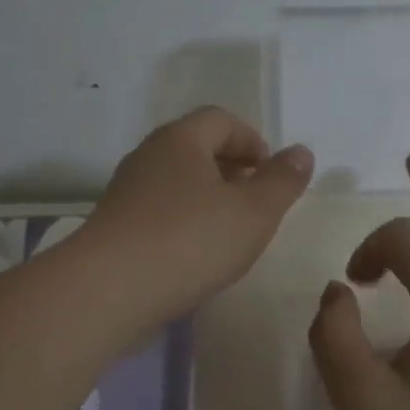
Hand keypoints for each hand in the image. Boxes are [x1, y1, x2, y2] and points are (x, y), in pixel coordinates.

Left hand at [82, 107, 314, 324]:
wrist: (108, 290)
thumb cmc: (190, 241)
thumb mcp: (253, 212)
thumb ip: (282, 181)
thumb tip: (301, 152)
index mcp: (180, 140)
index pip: (221, 119)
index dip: (253, 141)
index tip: (272, 175)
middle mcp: (148, 156)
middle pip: (196, 148)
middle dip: (231, 169)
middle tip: (255, 203)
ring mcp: (125, 192)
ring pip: (176, 182)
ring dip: (207, 198)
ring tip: (229, 232)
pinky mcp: (114, 227)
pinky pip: (158, 212)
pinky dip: (183, 222)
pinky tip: (194, 255)